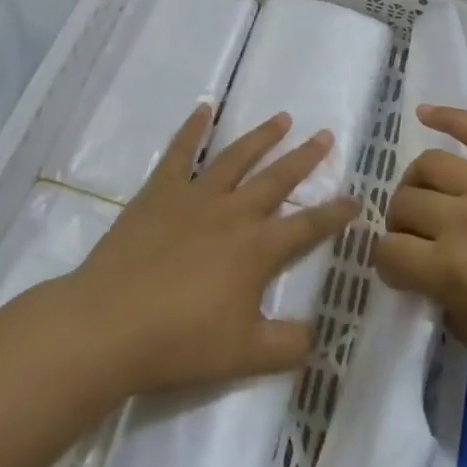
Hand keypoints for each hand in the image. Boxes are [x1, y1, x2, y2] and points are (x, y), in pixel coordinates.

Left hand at [55, 106, 360, 398]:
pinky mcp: (159, 192)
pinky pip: (180, 152)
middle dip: (305, 157)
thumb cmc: (181, 343)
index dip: (336, 214)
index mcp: (258, 249)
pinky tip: (205, 109)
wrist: (110, 325)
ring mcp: (194, 197)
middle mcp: (233, 213)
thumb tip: (320, 333)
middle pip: (277, 179)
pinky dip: (193, 128)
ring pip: (236, 157)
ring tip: (282, 117)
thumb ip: (290, 345)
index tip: (357, 199)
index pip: (309, 227)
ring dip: (262, 136)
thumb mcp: (247, 357)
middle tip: (325, 134)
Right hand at [375, 106, 466, 417]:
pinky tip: (425, 113)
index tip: (404, 276)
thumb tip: (431, 279)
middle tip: (421, 244)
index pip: (388, 253)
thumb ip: (446, 304)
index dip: (389, 267)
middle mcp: (466, 221)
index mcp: (453, 272)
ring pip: (430, 165)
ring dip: (416, 184)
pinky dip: (450, 117)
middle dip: (401, 227)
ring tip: (428, 199)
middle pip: (404, 205)